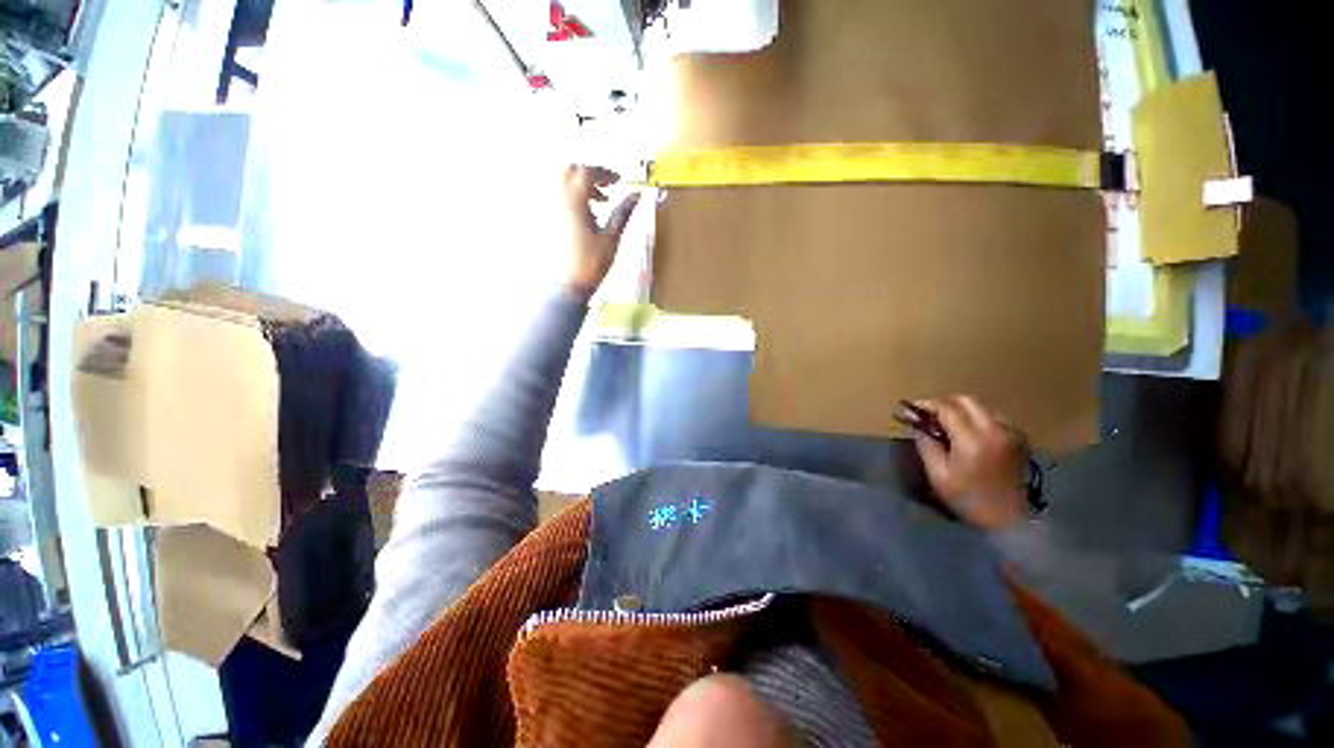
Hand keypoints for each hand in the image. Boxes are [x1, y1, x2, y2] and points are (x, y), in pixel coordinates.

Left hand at [562, 165, 640, 297]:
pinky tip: (589, 214)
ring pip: (563, 183)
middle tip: (607, 186)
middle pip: (570, 170)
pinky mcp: (551, 221)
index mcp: (574, 203)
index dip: (604, 173)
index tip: (618, 181)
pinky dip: (575, 197)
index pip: (586, 172)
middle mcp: (559, 202)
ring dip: (582, 185)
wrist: (570, 285)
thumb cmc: (591, 264)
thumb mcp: (612, 238)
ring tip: (600, 202)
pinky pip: (560, 197)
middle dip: (590, 173)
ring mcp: (552, 211)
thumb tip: (635, 197)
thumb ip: (622, 213)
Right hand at [911, 395, 1028, 530]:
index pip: (946, 408)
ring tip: (945, 423)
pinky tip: (967, 432)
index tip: (910, 408)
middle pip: (966, 400)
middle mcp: (994, 430)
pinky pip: (993, 418)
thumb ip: (926, 445)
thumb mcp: (938, 475)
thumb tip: (917, 425)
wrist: (1009, 521)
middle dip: (943, 403)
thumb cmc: (968, 499)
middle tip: (926, 414)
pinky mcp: (1017, 440)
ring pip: (980, 407)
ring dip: (960, 410)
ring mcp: (1010, 433)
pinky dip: (976, 418)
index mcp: (972, 439)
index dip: (925, 404)